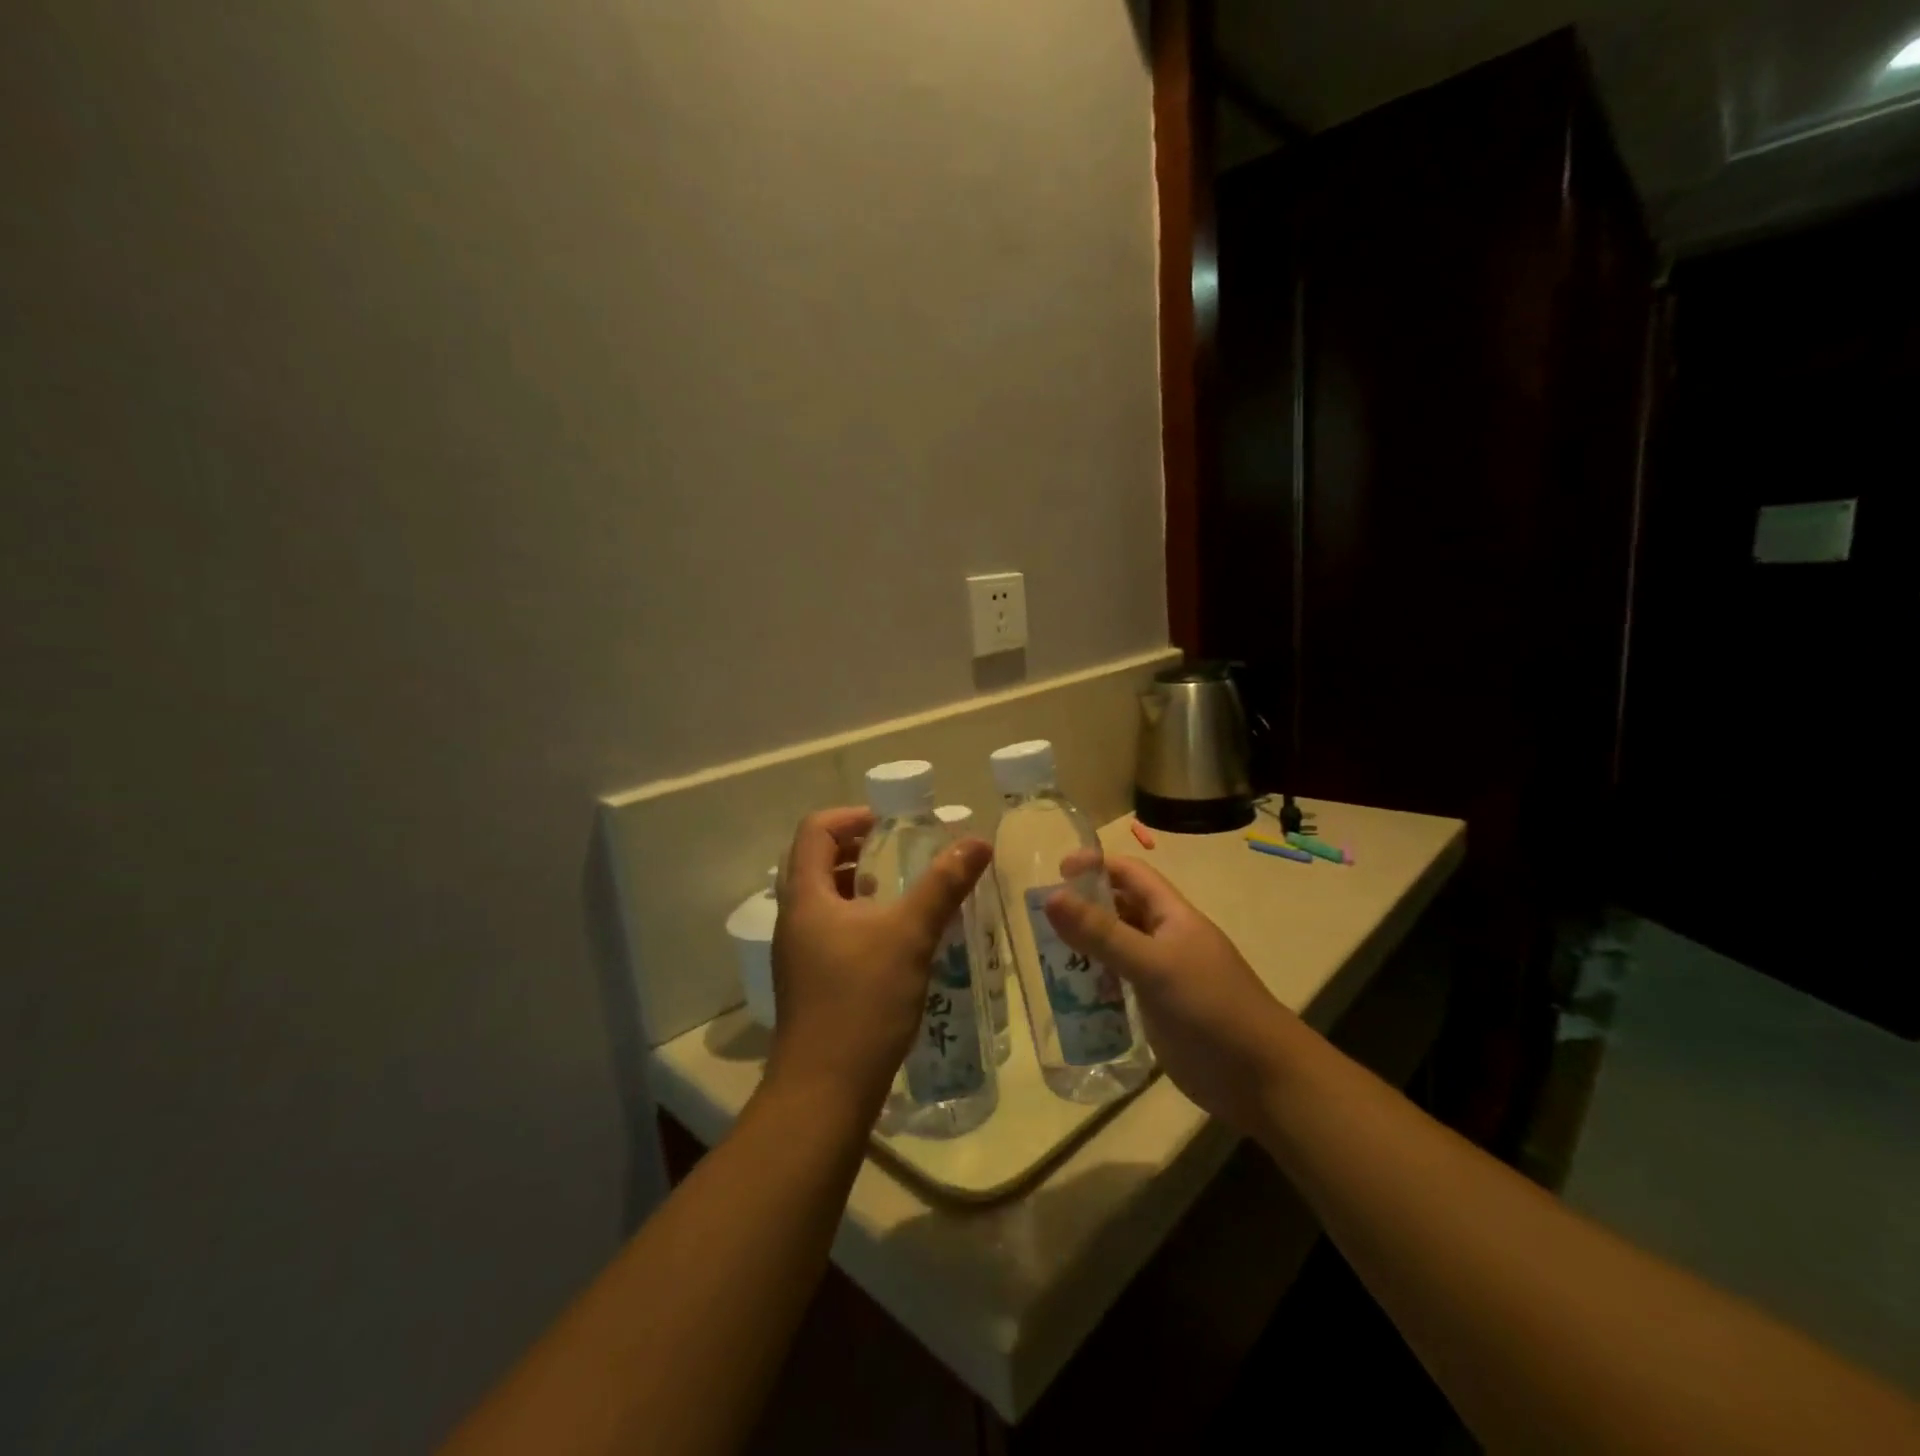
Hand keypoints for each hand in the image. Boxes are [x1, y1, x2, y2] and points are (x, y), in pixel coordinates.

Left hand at [763, 808, 990, 1123]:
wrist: (825, 1091)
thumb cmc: (862, 1002)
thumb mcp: (910, 936)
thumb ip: (943, 885)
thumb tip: (977, 842)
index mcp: (806, 897)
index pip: (814, 831)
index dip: (850, 816)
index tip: (889, 824)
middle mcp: (794, 918)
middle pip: (815, 861)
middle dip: (856, 847)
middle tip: (898, 850)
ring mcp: (798, 952)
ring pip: (823, 897)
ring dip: (858, 883)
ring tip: (900, 890)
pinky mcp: (809, 980)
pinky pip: (830, 928)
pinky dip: (859, 916)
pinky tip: (894, 937)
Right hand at [1044, 856, 1296, 1131]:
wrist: (1261, 1079)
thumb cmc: (1210, 1009)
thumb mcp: (1153, 966)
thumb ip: (1102, 934)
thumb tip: (1051, 897)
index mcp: (1172, 915)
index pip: (1130, 874)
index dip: (1096, 866)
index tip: (1056, 873)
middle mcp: (1166, 938)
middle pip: (1120, 909)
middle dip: (1084, 907)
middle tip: (1040, 919)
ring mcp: (1162, 975)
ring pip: (1117, 948)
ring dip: (1086, 947)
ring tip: (1046, 955)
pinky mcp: (1157, 1009)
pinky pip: (1119, 984)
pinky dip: (1095, 983)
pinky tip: (1070, 995)